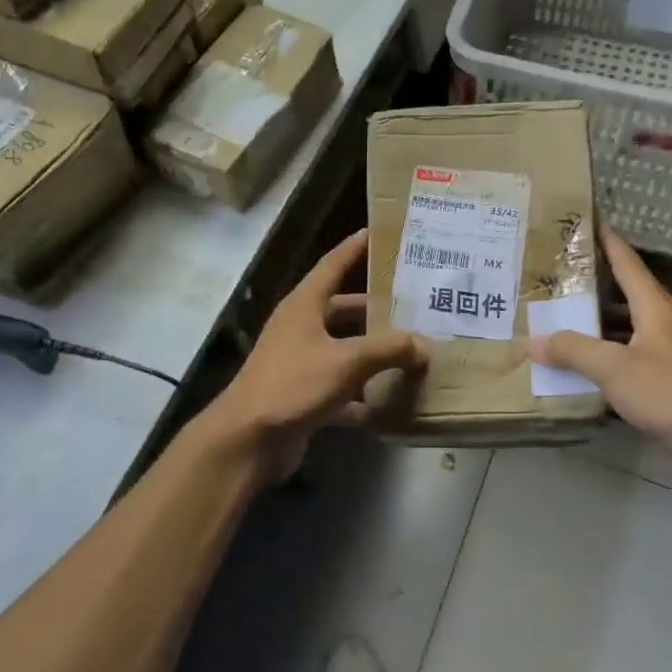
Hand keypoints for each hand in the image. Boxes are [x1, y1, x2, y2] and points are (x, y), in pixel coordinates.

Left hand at [204, 230, 428, 480]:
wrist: (249, 440)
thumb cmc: (294, 384)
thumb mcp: (346, 361)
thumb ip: (388, 349)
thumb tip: (422, 344)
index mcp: (304, 305)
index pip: (333, 264)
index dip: (355, 247)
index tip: (378, 232)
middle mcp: (301, 327)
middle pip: (343, 309)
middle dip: (376, 308)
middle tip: (414, 304)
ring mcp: (300, 362)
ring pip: (344, 349)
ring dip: (373, 352)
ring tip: (412, 350)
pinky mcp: (303, 394)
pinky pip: (341, 386)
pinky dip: (363, 393)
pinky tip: (391, 402)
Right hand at [530, 227, 671, 470]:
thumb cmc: (668, 393)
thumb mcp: (614, 368)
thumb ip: (573, 351)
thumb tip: (535, 341)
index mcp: (654, 306)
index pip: (626, 262)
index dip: (607, 239)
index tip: (586, 219)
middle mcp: (661, 321)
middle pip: (623, 292)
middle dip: (591, 282)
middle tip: (555, 273)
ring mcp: (666, 349)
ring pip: (624, 324)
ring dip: (596, 320)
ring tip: (559, 314)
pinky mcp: (666, 376)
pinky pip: (627, 351)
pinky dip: (604, 350)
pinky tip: (582, 360)